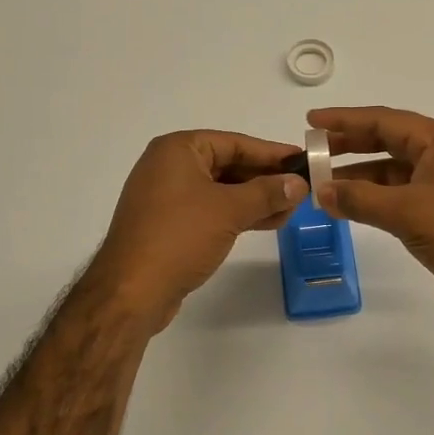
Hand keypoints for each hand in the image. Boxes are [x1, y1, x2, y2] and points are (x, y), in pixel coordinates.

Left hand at [88, 130, 307, 331]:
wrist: (131, 292)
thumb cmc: (179, 237)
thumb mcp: (230, 210)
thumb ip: (267, 192)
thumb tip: (298, 183)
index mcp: (178, 149)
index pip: (234, 142)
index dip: (271, 153)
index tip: (302, 161)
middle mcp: (169, 166)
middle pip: (228, 165)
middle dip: (265, 179)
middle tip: (300, 189)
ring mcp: (166, 196)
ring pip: (221, 190)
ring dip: (255, 199)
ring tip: (290, 210)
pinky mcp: (168, 224)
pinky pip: (210, 209)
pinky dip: (237, 214)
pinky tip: (266, 222)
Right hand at [310, 106, 433, 332]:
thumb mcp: (409, 212)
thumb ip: (361, 199)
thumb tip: (320, 191)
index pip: (384, 121)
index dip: (345, 120)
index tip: (311, 120)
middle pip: (386, 142)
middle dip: (348, 145)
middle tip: (311, 151)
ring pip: (391, 172)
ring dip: (358, 176)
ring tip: (321, 183)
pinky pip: (398, 197)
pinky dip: (372, 200)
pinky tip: (349, 208)